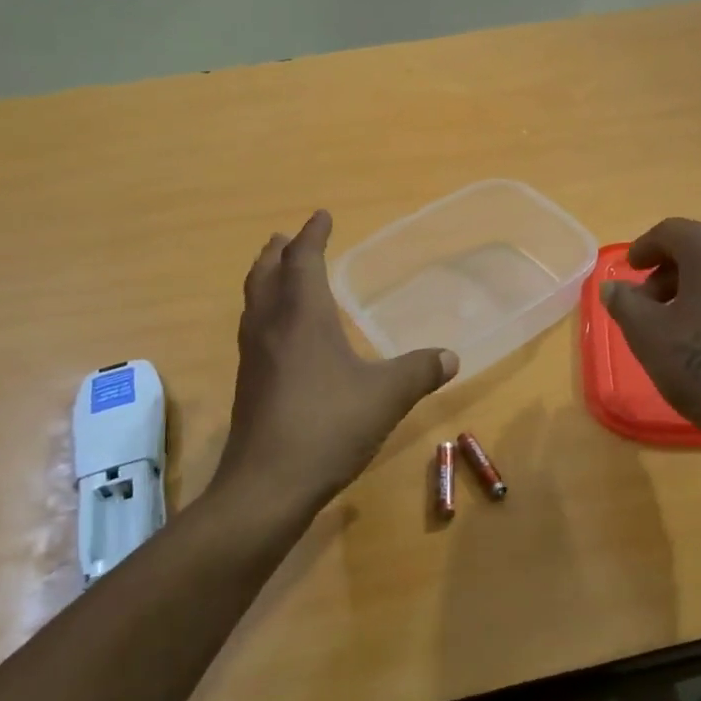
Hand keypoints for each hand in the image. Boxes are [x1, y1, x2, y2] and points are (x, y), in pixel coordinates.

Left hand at [217, 210, 458, 515]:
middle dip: (278, 252)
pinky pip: (254, 330)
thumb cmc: (327, 426)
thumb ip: (420, 371)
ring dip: (265, 279)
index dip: (313, 235)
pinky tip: (282, 335)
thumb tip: (451, 357)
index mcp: (301, 316)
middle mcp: (271, 327)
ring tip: (277, 274)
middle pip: (266, 275)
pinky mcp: (249, 385)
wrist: (267, 485)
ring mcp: (253, 357)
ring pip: (254, 302)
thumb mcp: (386, 396)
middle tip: (286, 237)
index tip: (322, 215)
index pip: (304, 260)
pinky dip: (265, 313)